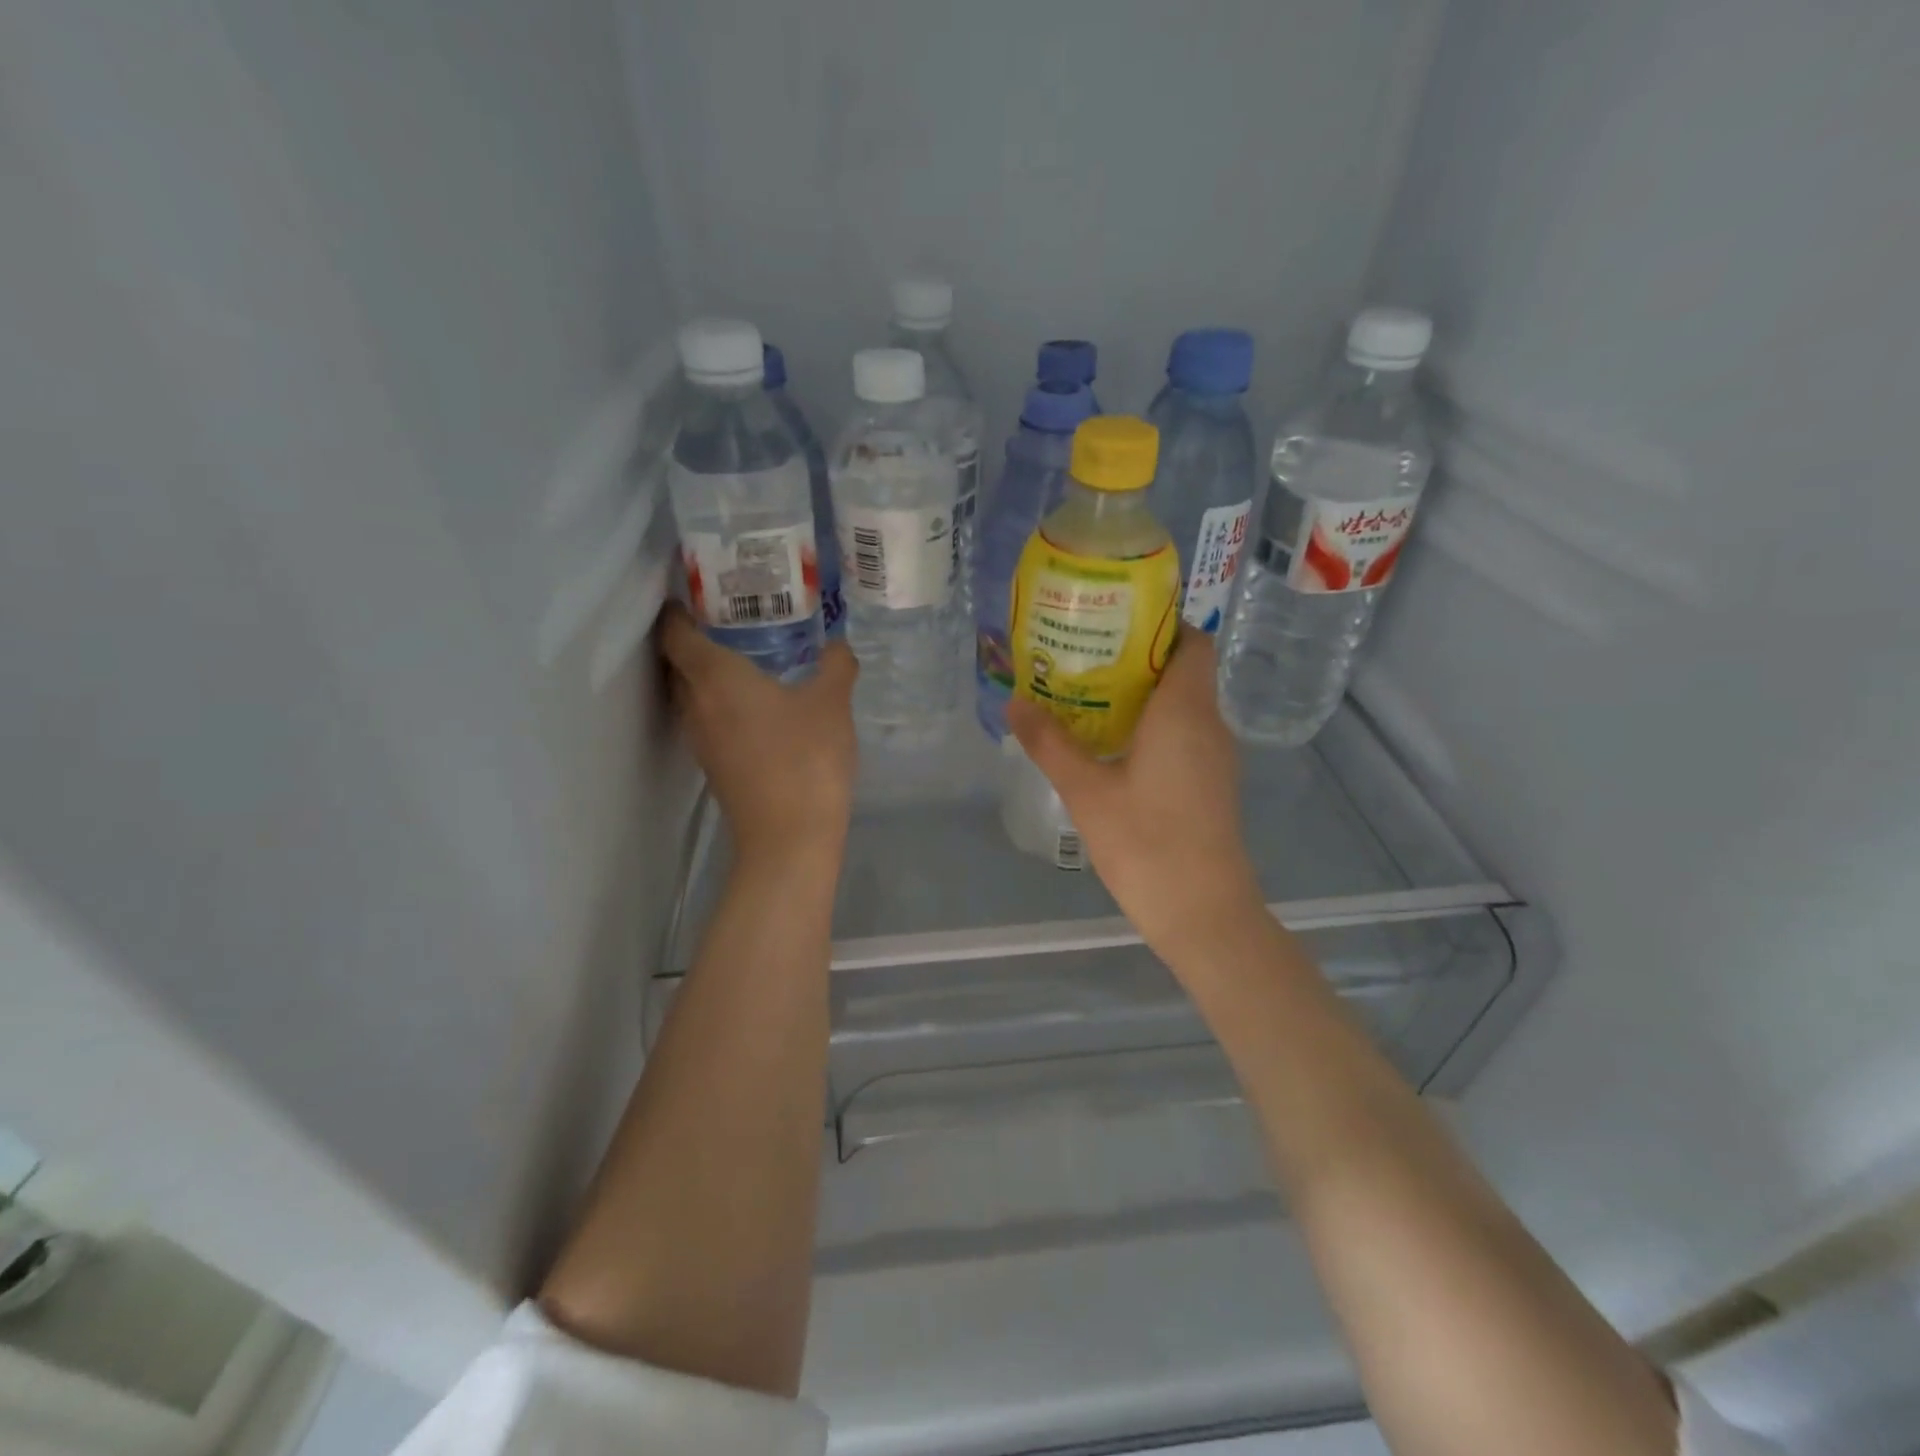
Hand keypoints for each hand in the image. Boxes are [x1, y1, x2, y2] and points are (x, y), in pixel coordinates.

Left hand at [657, 605, 857, 869]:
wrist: (789, 837)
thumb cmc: (805, 758)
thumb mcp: (831, 703)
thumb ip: (836, 666)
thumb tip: (838, 646)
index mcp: (714, 677)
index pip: (675, 632)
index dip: (678, 610)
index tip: (698, 593)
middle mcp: (696, 704)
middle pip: (678, 662)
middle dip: (696, 638)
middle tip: (730, 619)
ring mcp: (701, 739)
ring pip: (691, 694)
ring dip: (708, 674)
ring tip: (745, 656)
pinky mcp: (714, 766)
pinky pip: (708, 719)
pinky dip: (721, 703)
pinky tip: (758, 704)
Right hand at [1008, 635, 1265, 963]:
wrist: (1203, 913)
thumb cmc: (1146, 843)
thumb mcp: (1086, 790)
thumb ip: (1050, 743)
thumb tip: (1015, 702)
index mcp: (1185, 710)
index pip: (1192, 641)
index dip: (1161, 623)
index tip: (1115, 622)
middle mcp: (1209, 724)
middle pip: (1183, 670)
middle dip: (1137, 658)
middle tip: (1084, 656)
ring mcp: (1216, 758)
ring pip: (1184, 706)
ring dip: (1143, 696)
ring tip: (1089, 695)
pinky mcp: (1212, 785)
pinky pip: (1184, 735)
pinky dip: (1154, 727)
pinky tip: (1113, 746)